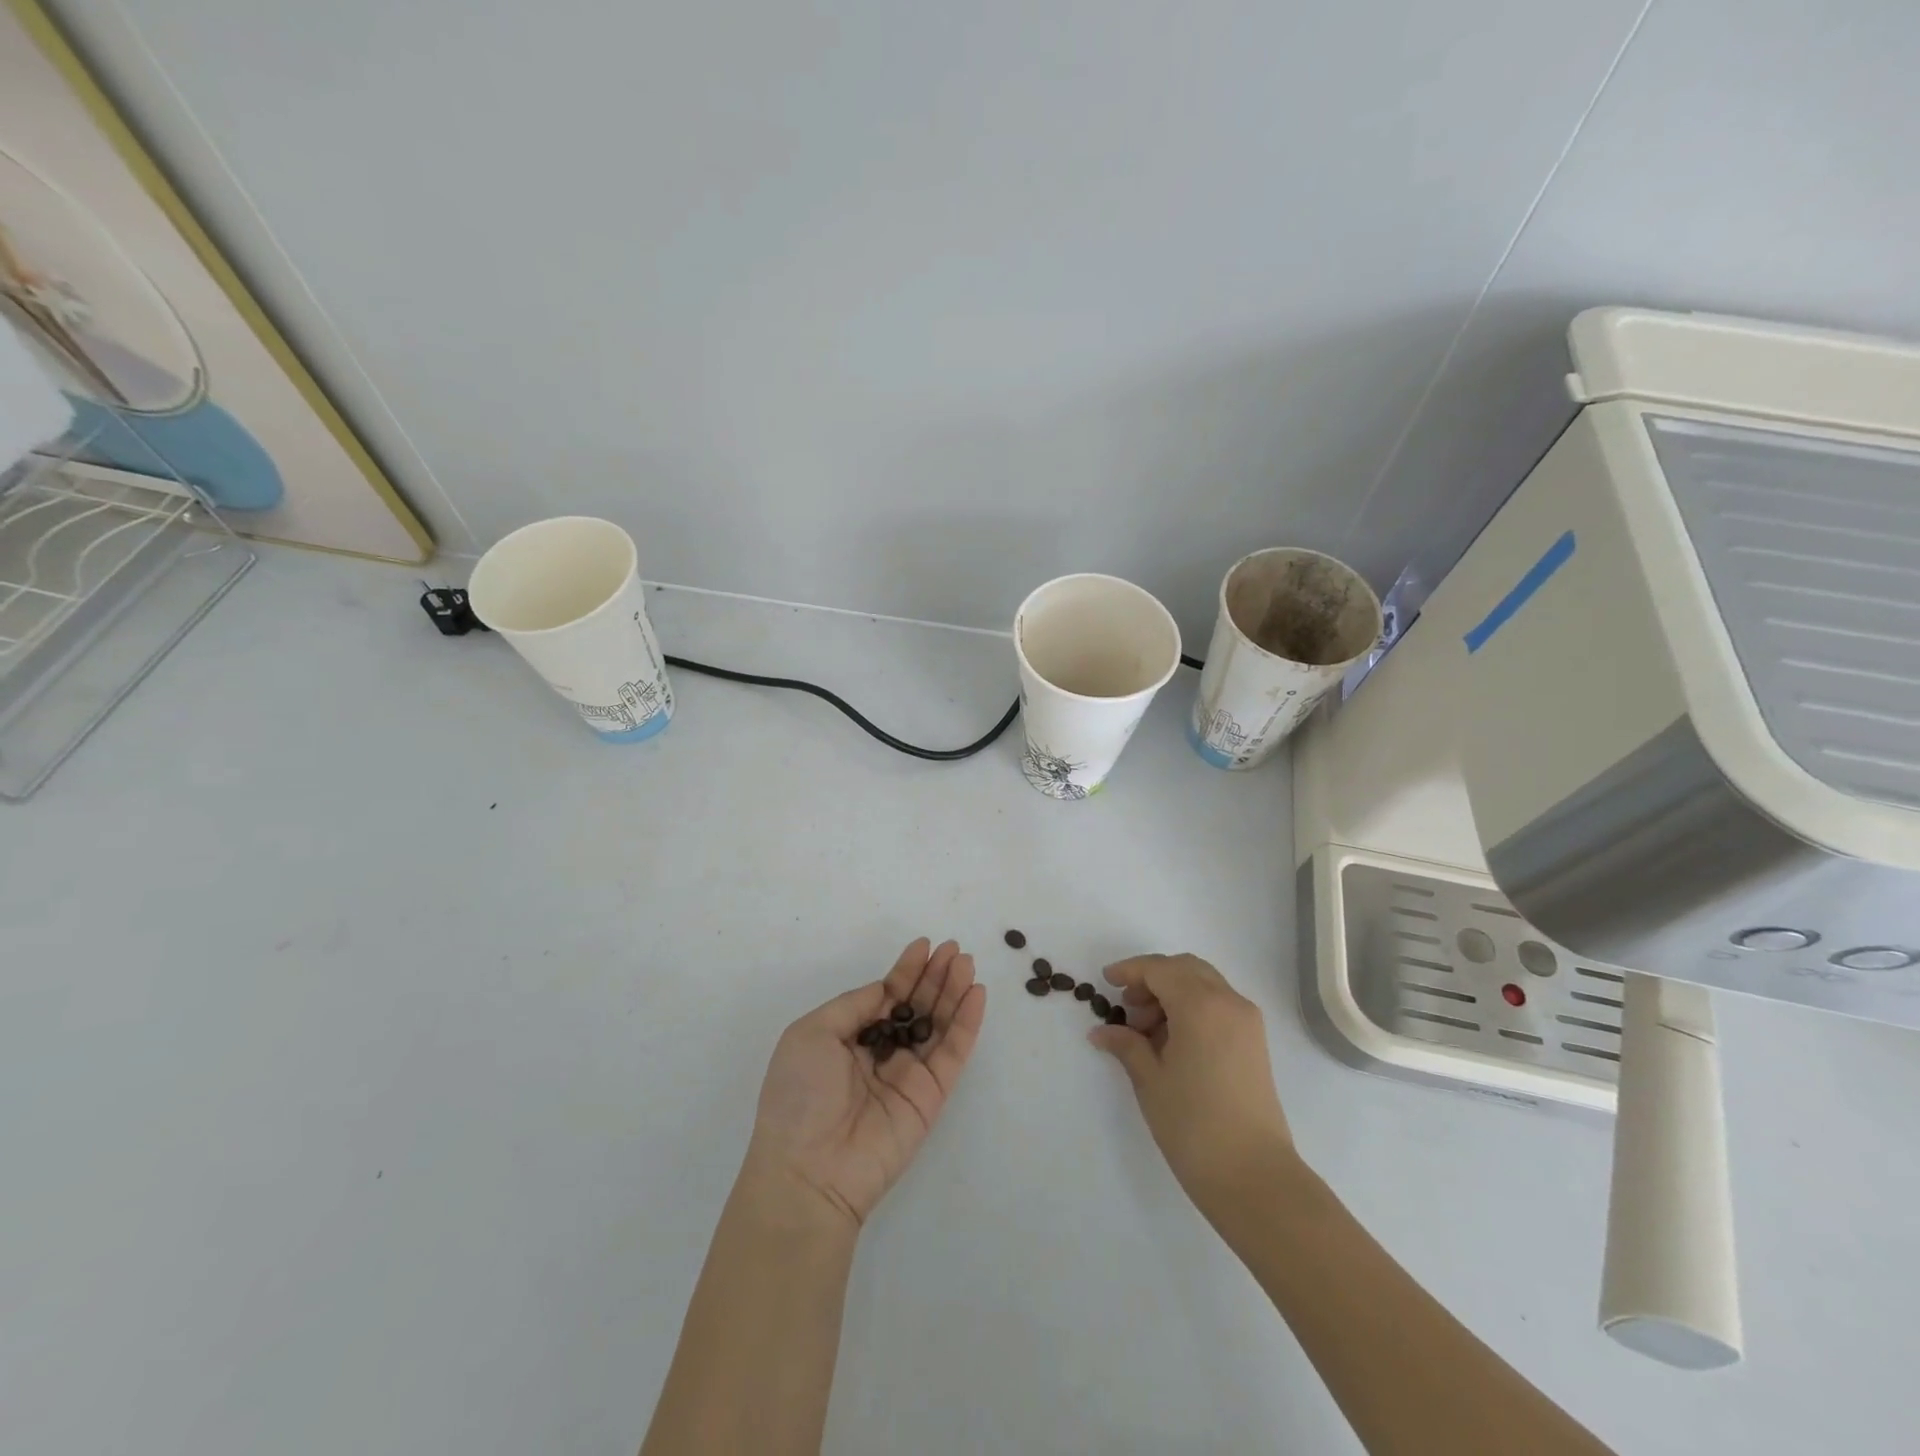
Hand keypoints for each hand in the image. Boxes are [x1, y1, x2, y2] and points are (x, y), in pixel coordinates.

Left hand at [742, 938, 986, 1231]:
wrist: (810, 1170)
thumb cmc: (799, 1095)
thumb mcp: (811, 1034)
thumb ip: (853, 1006)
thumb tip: (886, 989)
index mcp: (848, 1038)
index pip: (885, 997)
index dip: (905, 971)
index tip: (924, 945)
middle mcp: (881, 1053)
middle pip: (916, 1006)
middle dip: (935, 976)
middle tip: (954, 948)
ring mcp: (908, 1075)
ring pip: (938, 1024)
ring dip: (954, 991)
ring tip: (967, 963)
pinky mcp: (931, 1096)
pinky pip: (953, 1053)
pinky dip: (967, 1023)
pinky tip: (976, 994)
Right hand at [1089, 953, 1297, 1216]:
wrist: (1255, 1177)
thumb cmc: (1193, 1125)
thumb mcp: (1150, 1080)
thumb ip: (1126, 1045)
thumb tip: (1101, 1031)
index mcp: (1201, 1005)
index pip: (1159, 969)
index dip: (1130, 971)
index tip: (1106, 982)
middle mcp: (1228, 1002)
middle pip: (1185, 968)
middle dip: (1153, 979)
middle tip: (1128, 1007)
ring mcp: (1247, 1021)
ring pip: (1204, 984)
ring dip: (1173, 993)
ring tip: (1147, 1031)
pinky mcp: (1255, 1042)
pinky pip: (1218, 1005)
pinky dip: (1192, 1007)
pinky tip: (1172, 1041)